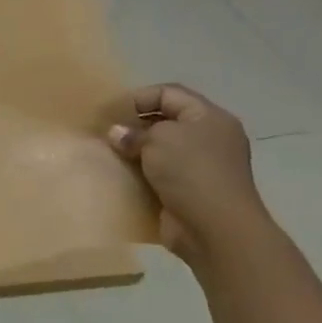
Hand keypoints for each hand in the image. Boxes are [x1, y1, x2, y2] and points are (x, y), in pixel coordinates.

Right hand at [106, 84, 268, 263]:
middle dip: (134, 126)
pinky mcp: (189, 192)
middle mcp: (208, 139)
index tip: (111, 112)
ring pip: (160, 151)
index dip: (138, 98)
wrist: (215, 229)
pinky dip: (140, 175)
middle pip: (165, 121)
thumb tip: (117, 134)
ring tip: (108, 155)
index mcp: (209, 117)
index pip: (169, 93)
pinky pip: (159, 176)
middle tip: (106, 134)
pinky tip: (119, 177)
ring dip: (135, 153)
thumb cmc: (191, 171)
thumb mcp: (158, 140)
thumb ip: (134, 133)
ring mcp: (200, 168)